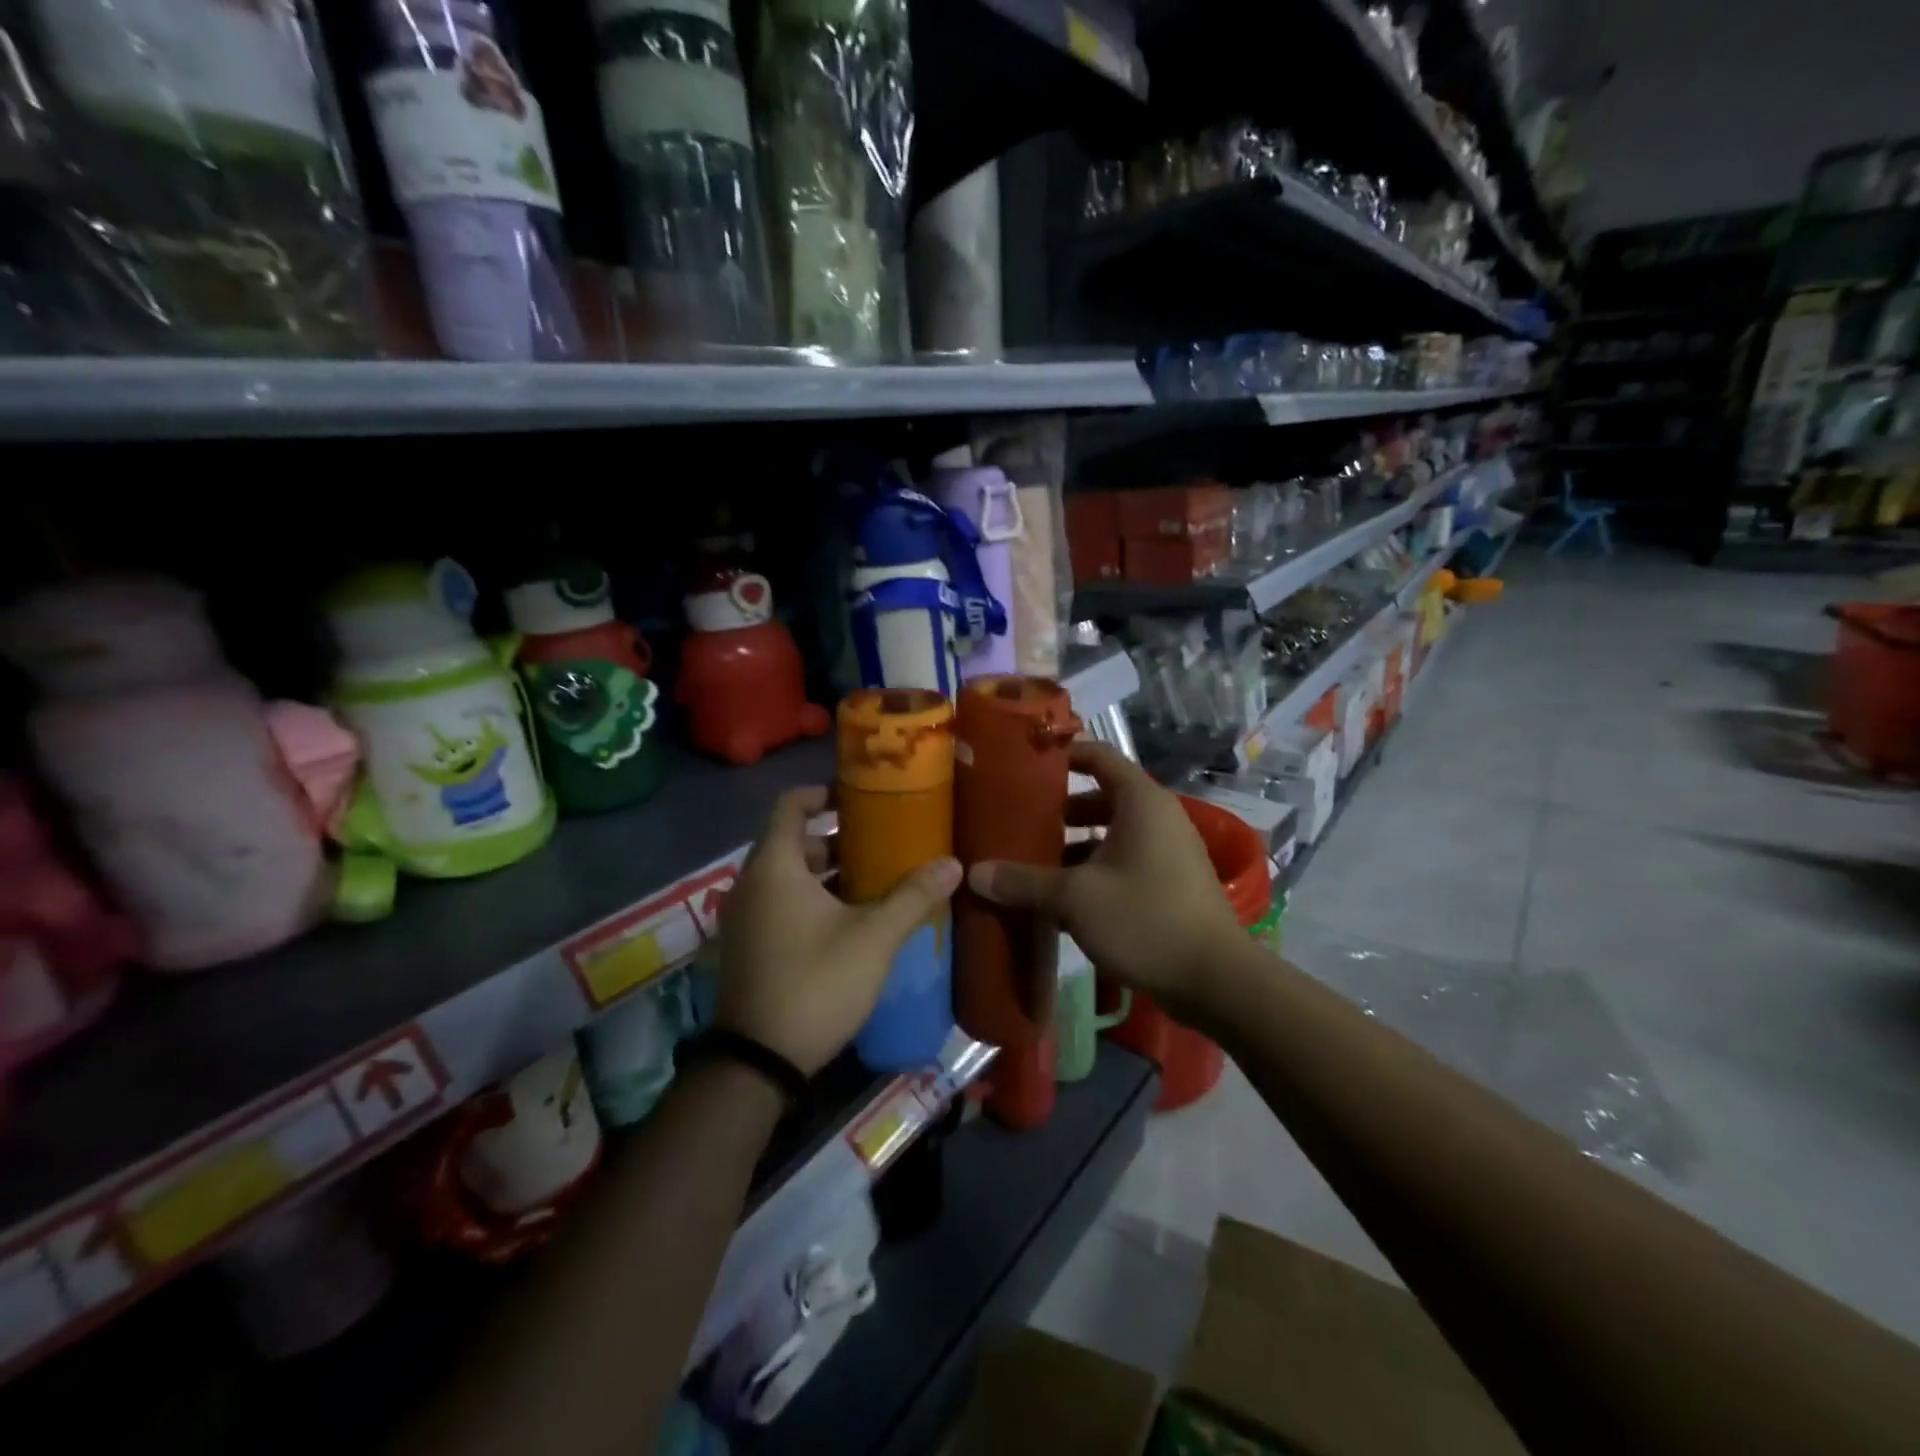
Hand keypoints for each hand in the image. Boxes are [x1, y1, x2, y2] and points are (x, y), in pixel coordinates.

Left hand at [716, 787, 961, 1075]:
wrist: (758, 1063)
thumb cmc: (815, 983)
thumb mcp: (873, 938)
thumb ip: (913, 897)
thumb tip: (953, 864)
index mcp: (775, 867)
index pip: (791, 805)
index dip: (824, 793)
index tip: (861, 796)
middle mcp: (751, 884)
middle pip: (794, 842)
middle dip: (838, 839)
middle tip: (883, 843)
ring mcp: (745, 917)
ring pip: (789, 877)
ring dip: (829, 874)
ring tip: (877, 880)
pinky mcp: (748, 946)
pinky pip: (781, 904)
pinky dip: (812, 900)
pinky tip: (852, 920)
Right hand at [968, 744, 1243, 1018]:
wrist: (1215, 980)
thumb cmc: (1145, 919)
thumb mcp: (1075, 898)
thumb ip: (1024, 882)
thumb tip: (973, 874)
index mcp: (1140, 801)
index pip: (1098, 756)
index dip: (1063, 754)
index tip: (1025, 763)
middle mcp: (1157, 817)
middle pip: (1101, 797)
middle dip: (1059, 810)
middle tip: (1019, 822)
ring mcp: (1166, 852)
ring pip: (1110, 835)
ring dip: (1073, 846)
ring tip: (1031, 863)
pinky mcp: (1168, 884)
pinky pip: (1122, 863)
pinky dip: (1092, 872)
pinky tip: (1060, 901)